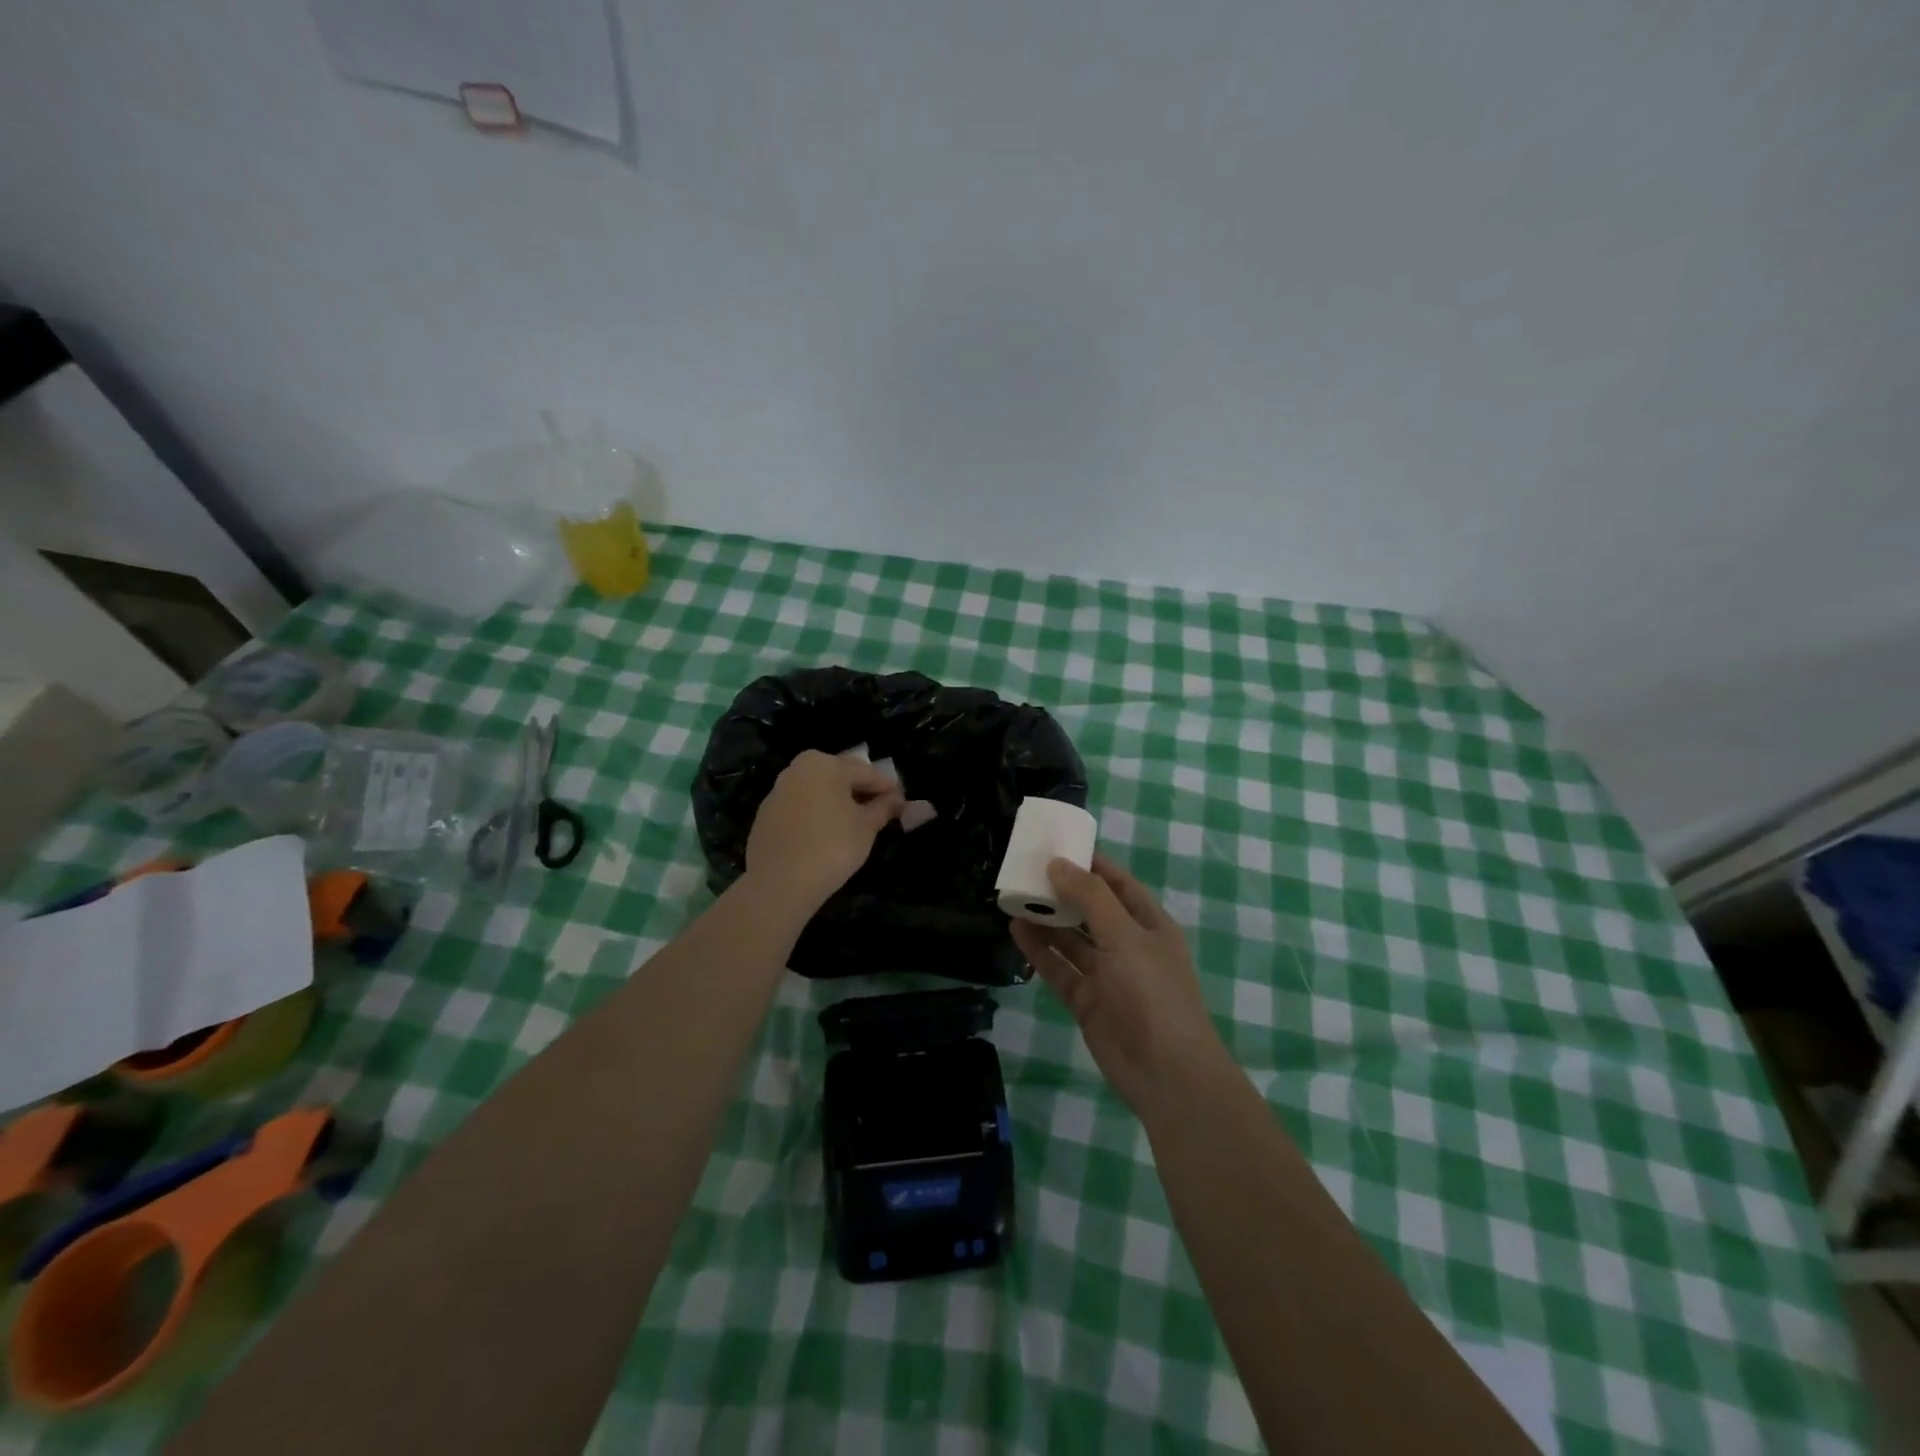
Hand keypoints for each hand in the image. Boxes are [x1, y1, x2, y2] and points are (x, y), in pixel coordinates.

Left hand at [744, 749, 903, 915]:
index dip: (887, 787)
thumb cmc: (832, 846)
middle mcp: (797, 769)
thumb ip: (884, 808)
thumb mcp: (866, 827)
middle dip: (860, 791)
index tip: (902, 800)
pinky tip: (825, 836)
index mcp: (824, 764)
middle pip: (838, 777)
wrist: (779, 883)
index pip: (865, 772)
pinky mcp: (765, 816)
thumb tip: (897, 799)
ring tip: (854, 824)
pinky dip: (815, 816)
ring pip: (816, 792)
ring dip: (836, 803)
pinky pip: (799, 809)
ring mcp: (777, 792)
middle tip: (880, 810)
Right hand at [1011, 854, 1228, 1116]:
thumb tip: (1057, 863)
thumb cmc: (1153, 992)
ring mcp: (1106, 975)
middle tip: (1026, 869)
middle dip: (1062, 890)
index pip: (1117, 883)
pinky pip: (1059, 968)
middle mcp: (1127, 945)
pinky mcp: (1086, 1001)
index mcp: (1148, 924)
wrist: (1166, 1073)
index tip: (1057, 844)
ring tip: (1015, 895)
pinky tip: (1016, 930)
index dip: (1091, 863)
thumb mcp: (1125, 935)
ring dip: (1047, 919)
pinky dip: (1039, 950)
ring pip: (1071, 939)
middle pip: (1090, 909)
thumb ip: (1090, 897)